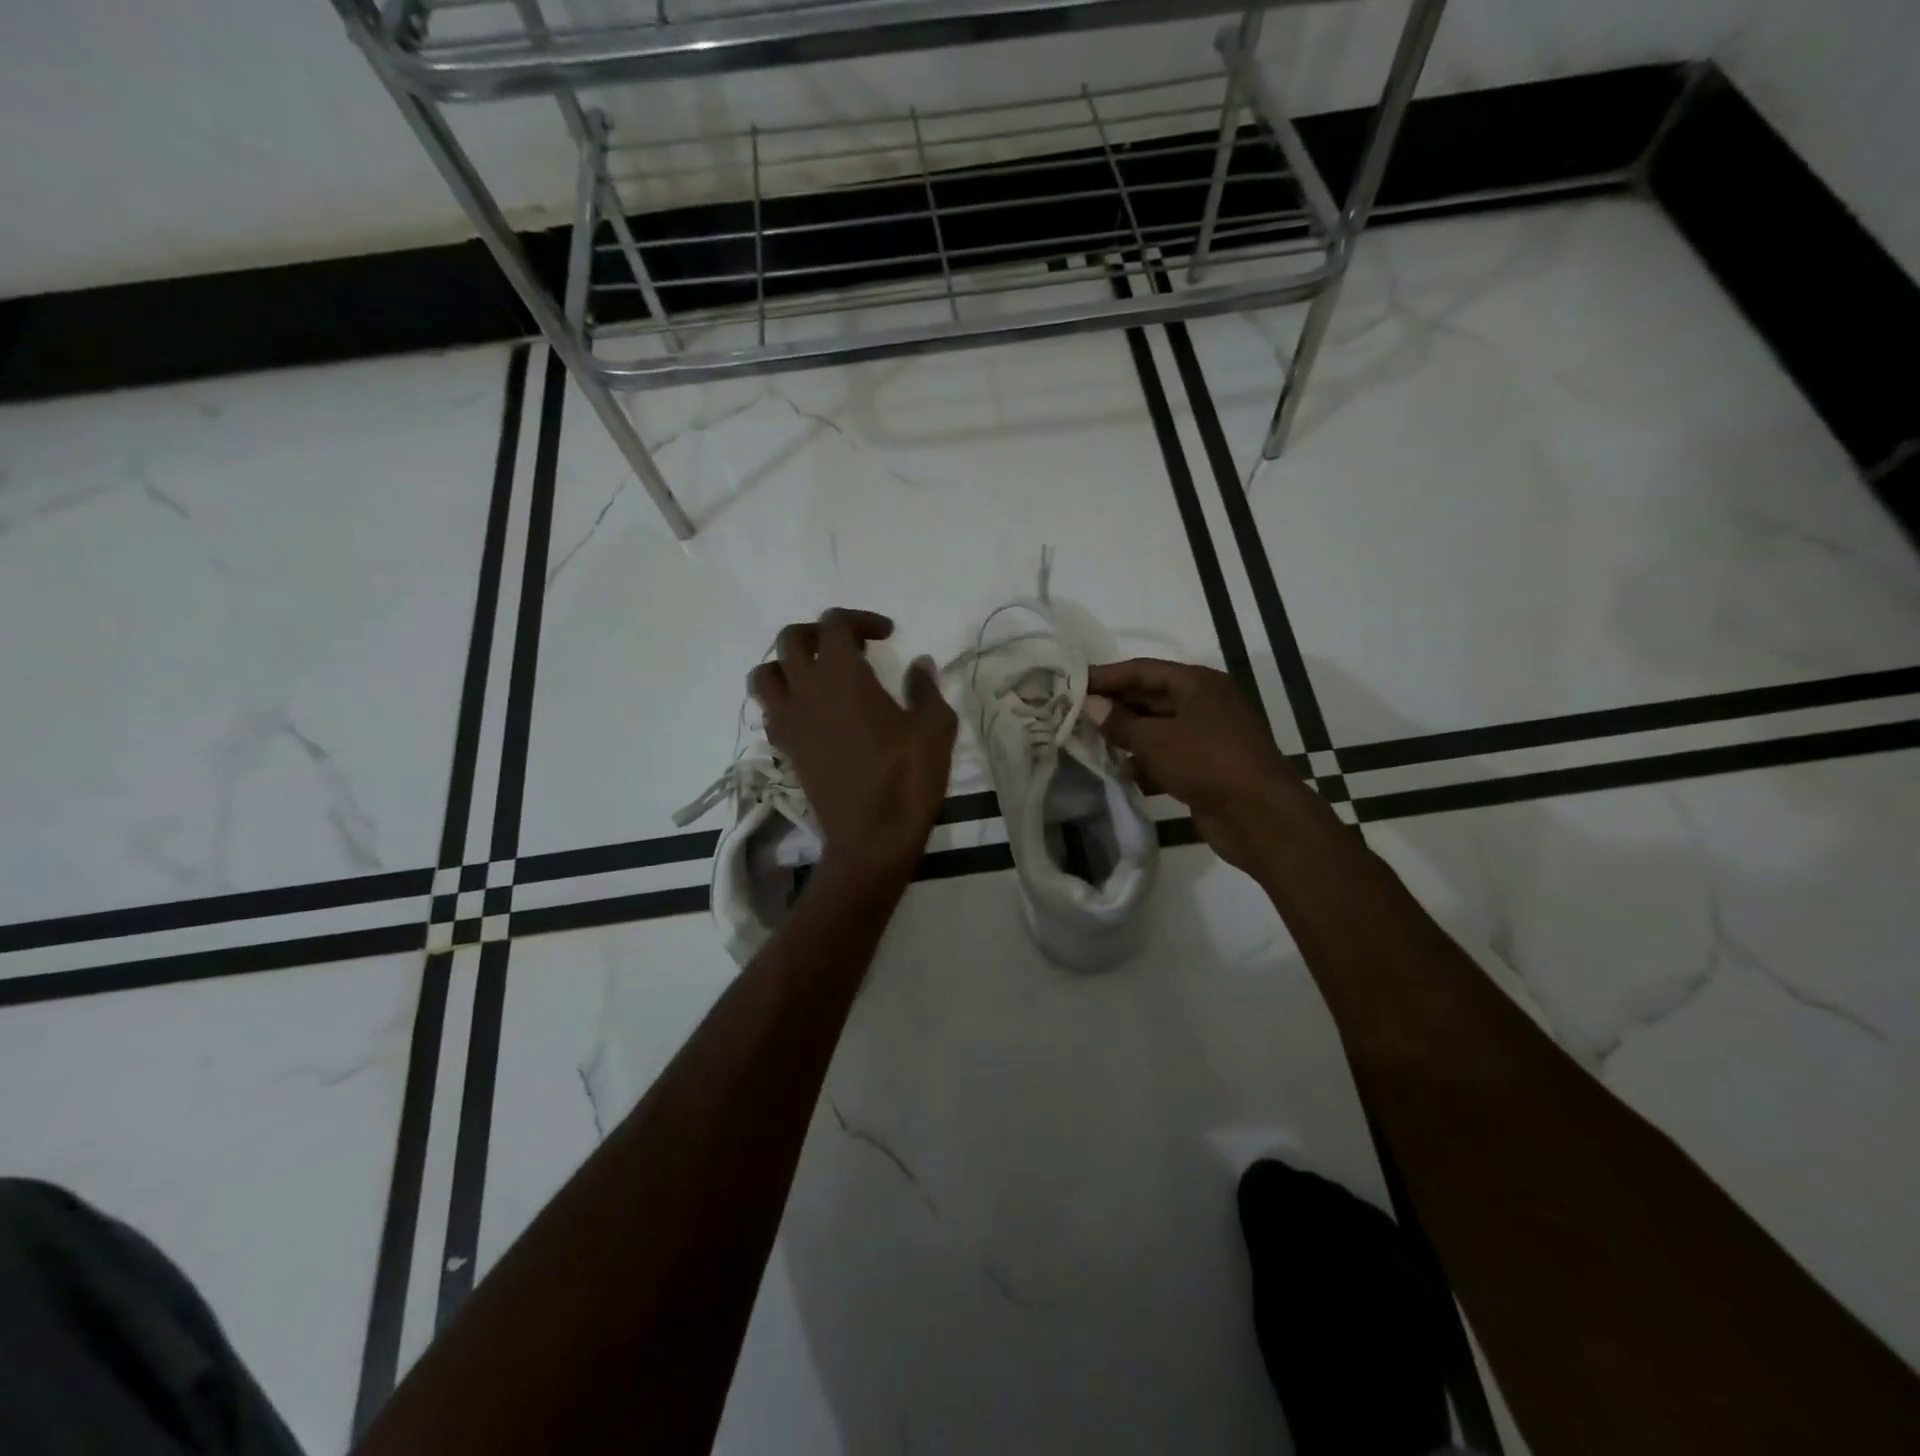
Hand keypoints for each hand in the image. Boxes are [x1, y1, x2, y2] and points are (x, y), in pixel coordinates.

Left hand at [750, 609, 957, 882]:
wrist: (871, 839)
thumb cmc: (906, 778)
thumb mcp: (934, 728)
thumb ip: (925, 688)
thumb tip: (919, 664)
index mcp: (841, 676)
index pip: (834, 623)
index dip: (861, 619)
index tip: (887, 635)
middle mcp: (805, 691)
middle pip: (790, 639)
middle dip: (819, 633)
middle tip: (851, 647)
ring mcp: (789, 721)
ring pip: (766, 673)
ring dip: (789, 663)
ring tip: (820, 675)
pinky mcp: (785, 749)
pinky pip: (770, 709)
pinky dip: (785, 698)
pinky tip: (814, 711)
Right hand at [1087, 658, 1305, 874]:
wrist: (1258, 815)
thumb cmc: (1206, 762)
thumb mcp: (1155, 739)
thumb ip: (1120, 722)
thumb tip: (1091, 706)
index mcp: (1198, 683)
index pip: (1143, 670)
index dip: (1108, 676)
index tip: (1074, 683)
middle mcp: (1205, 704)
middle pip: (1151, 698)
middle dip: (1115, 708)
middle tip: (1075, 714)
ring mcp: (1208, 737)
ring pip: (1158, 730)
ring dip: (1128, 738)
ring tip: (1091, 745)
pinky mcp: (1207, 768)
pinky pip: (1168, 758)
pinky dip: (1147, 764)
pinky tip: (1123, 774)